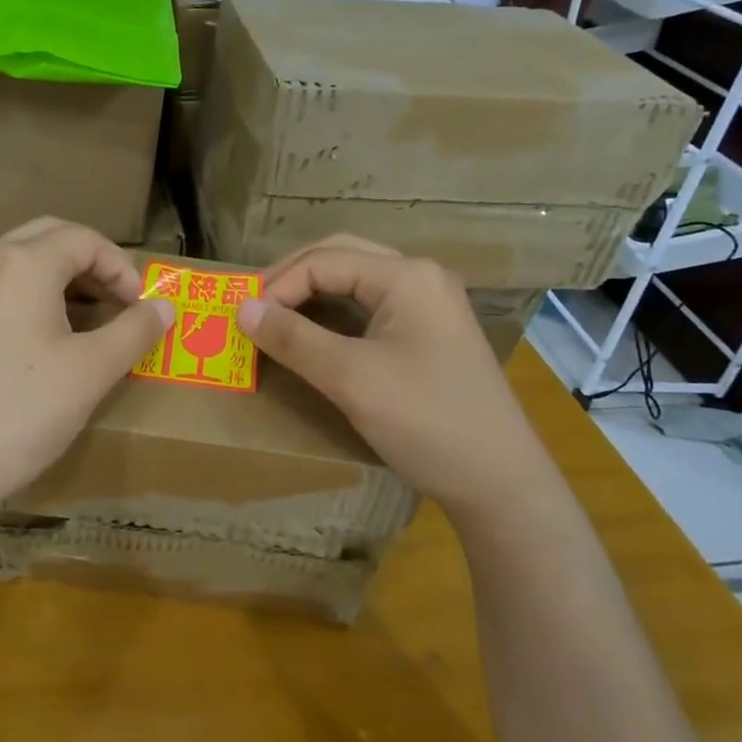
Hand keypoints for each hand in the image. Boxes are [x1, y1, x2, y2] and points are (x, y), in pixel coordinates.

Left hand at [0, 217, 174, 524]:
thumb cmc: (20, 413)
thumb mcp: (91, 373)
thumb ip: (134, 332)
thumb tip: (164, 306)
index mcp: (21, 264)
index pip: (83, 239)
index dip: (121, 268)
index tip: (139, 308)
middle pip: (44, 239)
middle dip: (86, 263)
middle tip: (112, 302)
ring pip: (10, 265)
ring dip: (50, 281)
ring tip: (76, 324)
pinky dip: (17, 303)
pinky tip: (25, 351)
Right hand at [236, 235, 547, 515]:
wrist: (499, 482)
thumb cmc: (425, 421)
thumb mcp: (351, 378)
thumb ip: (293, 338)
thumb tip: (242, 308)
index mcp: (406, 276)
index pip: (324, 260)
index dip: (277, 286)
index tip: (242, 322)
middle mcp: (419, 279)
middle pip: (340, 258)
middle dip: (291, 279)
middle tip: (252, 308)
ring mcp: (428, 306)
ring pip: (354, 283)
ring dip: (311, 295)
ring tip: (273, 319)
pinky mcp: (427, 335)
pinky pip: (369, 309)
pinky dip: (333, 317)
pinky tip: (312, 337)